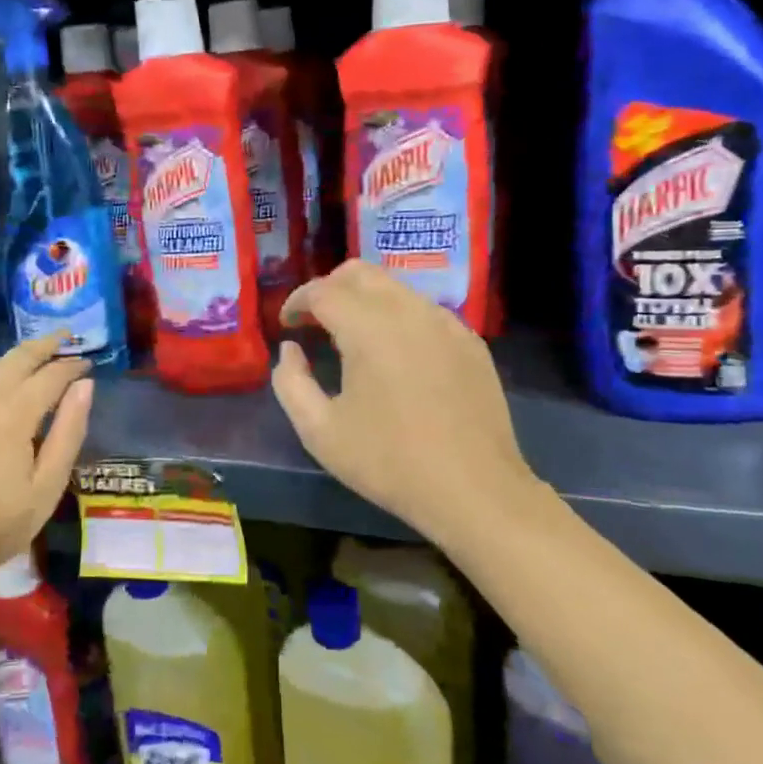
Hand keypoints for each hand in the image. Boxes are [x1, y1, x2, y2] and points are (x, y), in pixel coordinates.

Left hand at [0, 337, 93, 588]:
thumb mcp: (48, 486)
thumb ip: (69, 432)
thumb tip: (85, 385)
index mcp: (15, 415)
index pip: (52, 375)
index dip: (72, 366)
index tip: (86, 365)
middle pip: (19, 358)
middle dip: (46, 346)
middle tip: (64, 338)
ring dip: (11, 358)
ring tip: (28, 361)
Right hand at [271, 261, 534, 544]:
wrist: (475, 490)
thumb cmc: (389, 462)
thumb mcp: (320, 431)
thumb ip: (290, 382)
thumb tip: (290, 350)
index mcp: (368, 327)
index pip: (322, 290)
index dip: (297, 301)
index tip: (287, 324)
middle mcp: (408, 310)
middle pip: (360, 273)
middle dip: (329, 289)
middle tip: (315, 322)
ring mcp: (445, 322)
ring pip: (395, 288)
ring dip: (365, 300)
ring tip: (352, 338)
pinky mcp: (470, 341)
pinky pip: (424, 310)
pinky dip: (399, 317)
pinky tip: (395, 354)